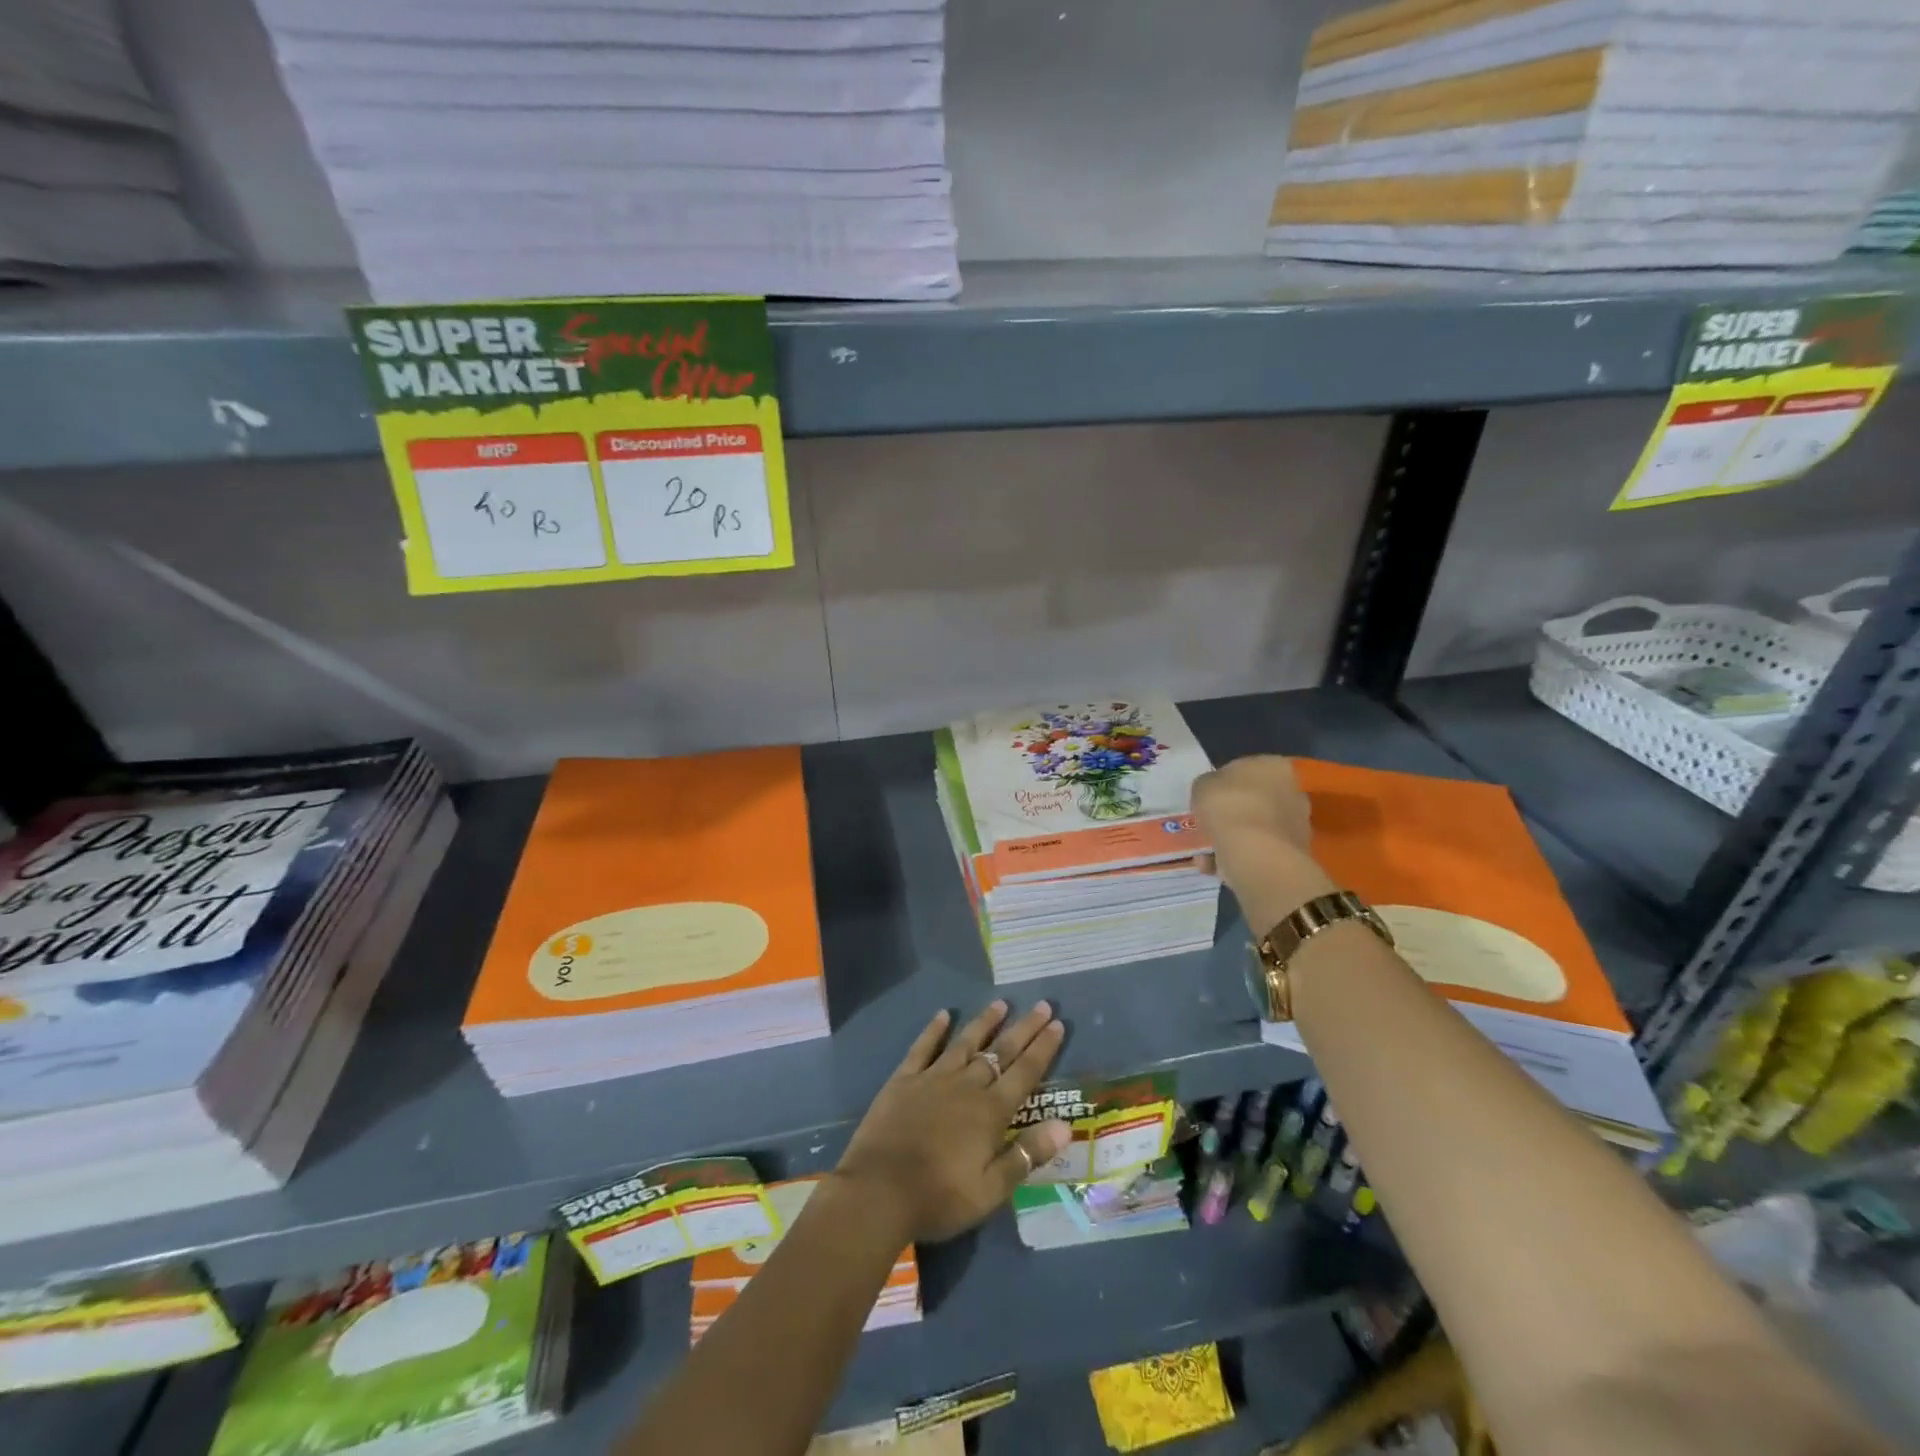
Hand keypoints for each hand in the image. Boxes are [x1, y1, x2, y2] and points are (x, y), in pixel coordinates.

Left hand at [834, 1001, 1069, 1245]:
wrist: (879, 1191)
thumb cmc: (939, 1198)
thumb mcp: (991, 1189)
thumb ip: (1027, 1154)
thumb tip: (1065, 1126)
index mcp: (990, 1112)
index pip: (1025, 1073)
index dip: (1043, 1048)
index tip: (1058, 1024)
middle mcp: (966, 1085)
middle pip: (1000, 1051)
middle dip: (1023, 1028)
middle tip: (1043, 1005)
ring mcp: (933, 1078)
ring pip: (965, 1043)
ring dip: (984, 1022)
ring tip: (1000, 1003)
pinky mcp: (904, 1079)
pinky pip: (923, 1047)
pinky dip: (934, 1030)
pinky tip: (943, 1014)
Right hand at [1191, 755, 1334, 931]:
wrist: (1258, 855)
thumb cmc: (1229, 808)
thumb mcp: (1202, 786)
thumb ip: (1208, 786)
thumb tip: (1213, 794)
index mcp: (1273, 765)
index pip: (1244, 769)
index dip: (1222, 785)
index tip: (1207, 801)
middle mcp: (1292, 789)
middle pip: (1253, 800)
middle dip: (1230, 814)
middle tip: (1207, 828)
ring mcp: (1297, 822)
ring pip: (1254, 828)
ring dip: (1231, 839)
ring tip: (1207, 855)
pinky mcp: (1295, 852)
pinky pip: (1259, 850)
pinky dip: (1240, 857)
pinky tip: (1218, 867)